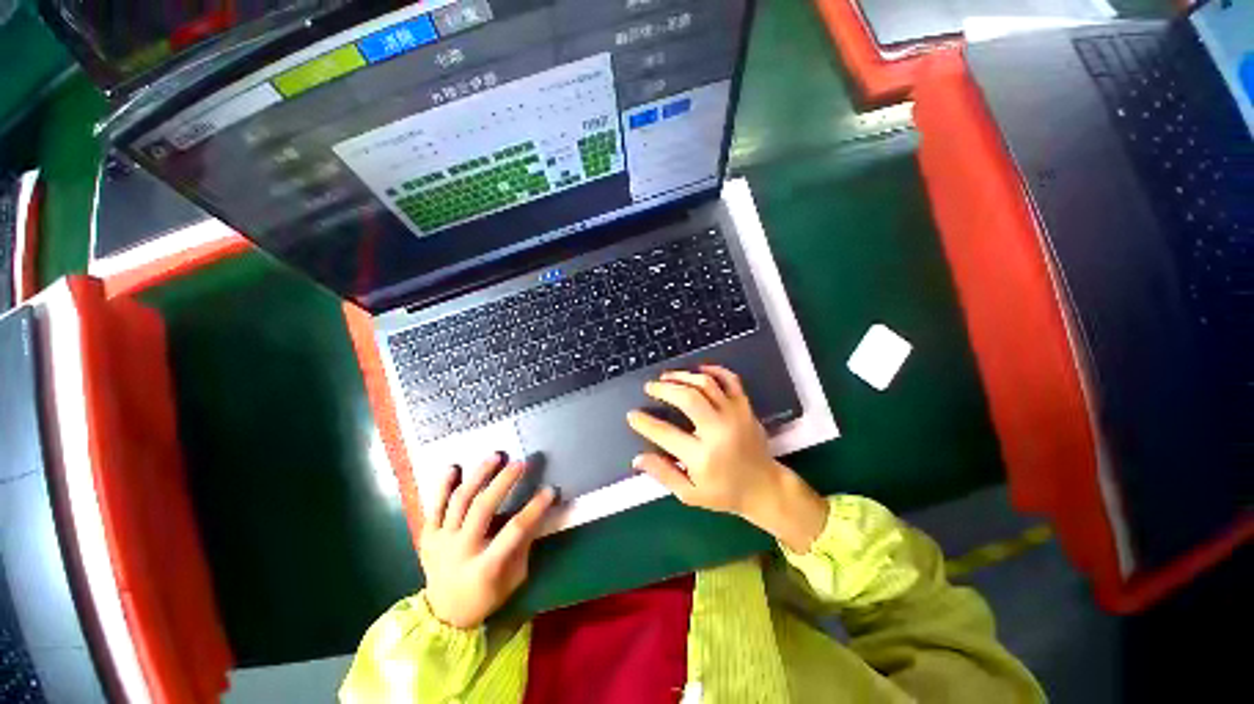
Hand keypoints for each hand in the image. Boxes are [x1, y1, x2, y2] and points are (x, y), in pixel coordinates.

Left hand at [419, 454, 555, 629]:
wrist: (444, 615)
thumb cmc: (486, 596)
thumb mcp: (514, 578)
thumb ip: (523, 545)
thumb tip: (537, 512)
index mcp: (485, 567)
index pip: (514, 531)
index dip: (534, 508)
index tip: (550, 489)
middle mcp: (460, 551)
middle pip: (482, 509)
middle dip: (503, 482)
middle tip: (520, 463)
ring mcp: (441, 542)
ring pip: (459, 501)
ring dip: (478, 475)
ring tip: (495, 456)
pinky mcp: (427, 537)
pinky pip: (433, 507)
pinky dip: (443, 486)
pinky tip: (454, 467)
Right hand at [626, 366, 827, 552]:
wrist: (765, 487)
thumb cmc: (724, 493)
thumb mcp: (690, 494)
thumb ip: (663, 474)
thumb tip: (637, 458)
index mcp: (702, 457)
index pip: (665, 433)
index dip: (645, 422)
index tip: (632, 415)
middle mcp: (719, 431)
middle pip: (688, 398)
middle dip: (664, 389)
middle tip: (649, 387)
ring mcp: (735, 415)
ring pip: (707, 384)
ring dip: (683, 376)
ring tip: (667, 376)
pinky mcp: (745, 407)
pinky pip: (730, 380)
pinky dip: (714, 370)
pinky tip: (698, 370)